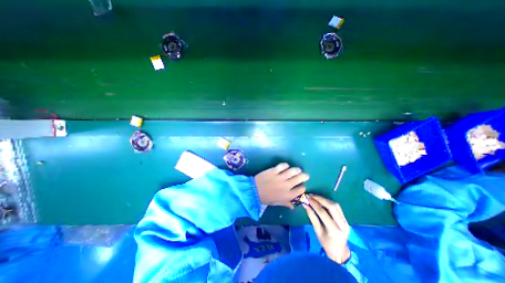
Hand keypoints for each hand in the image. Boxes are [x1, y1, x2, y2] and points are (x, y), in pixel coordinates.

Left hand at [255, 163, 309, 208]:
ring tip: (297, 170)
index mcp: (287, 195)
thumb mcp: (276, 203)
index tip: (301, 185)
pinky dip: (286, 165)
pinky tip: (286, 166)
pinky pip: (282, 166)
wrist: (253, 191)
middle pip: (300, 178)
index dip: (303, 187)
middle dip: (304, 176)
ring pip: (293, 171)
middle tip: (304, 175)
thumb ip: (286, 203)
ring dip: (297, 170)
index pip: (301, 190)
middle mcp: (286, 186)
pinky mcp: (274, 171)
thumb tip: (294, 206)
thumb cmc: (265, 198)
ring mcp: (280, 177)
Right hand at [303, 194, 351, 263]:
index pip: (323, 213)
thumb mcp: (317, 231)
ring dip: (324, 199)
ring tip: (315, 197)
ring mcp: (346, 222)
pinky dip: (329, 202)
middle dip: (320, 199)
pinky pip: (337, 207)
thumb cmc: (326, 243)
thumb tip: (305, 204)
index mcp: (334, 230)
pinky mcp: (346, 219)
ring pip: (335, 205)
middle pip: (332, 206)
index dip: (314, 204)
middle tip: (311, 195)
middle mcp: (342, 225)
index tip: (307, 198)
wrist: (339, 251)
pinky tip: (322, 201)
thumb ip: (312, 216)